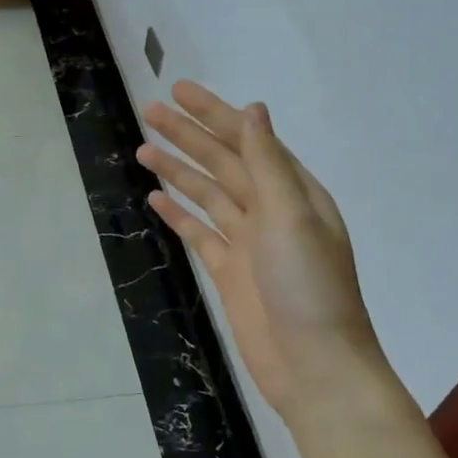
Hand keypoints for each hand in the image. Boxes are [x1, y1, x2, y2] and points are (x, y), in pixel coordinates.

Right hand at [138, 82, 378, 420]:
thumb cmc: (309, 288)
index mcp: (294, 192)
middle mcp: (271, 211)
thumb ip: (268, 164)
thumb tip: (254, 110)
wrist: (314, 366)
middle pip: (222, 163)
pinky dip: (178, 215)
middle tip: (149, 112)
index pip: (248, 141)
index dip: (214, 114)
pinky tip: (155, 199)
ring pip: (207, 195)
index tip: (179, 91)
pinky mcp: (229, 272)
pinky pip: (199, 233)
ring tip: (143, 149)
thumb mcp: (292, 218)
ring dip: (177, 171)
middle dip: (188, 136)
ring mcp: (248, 243)